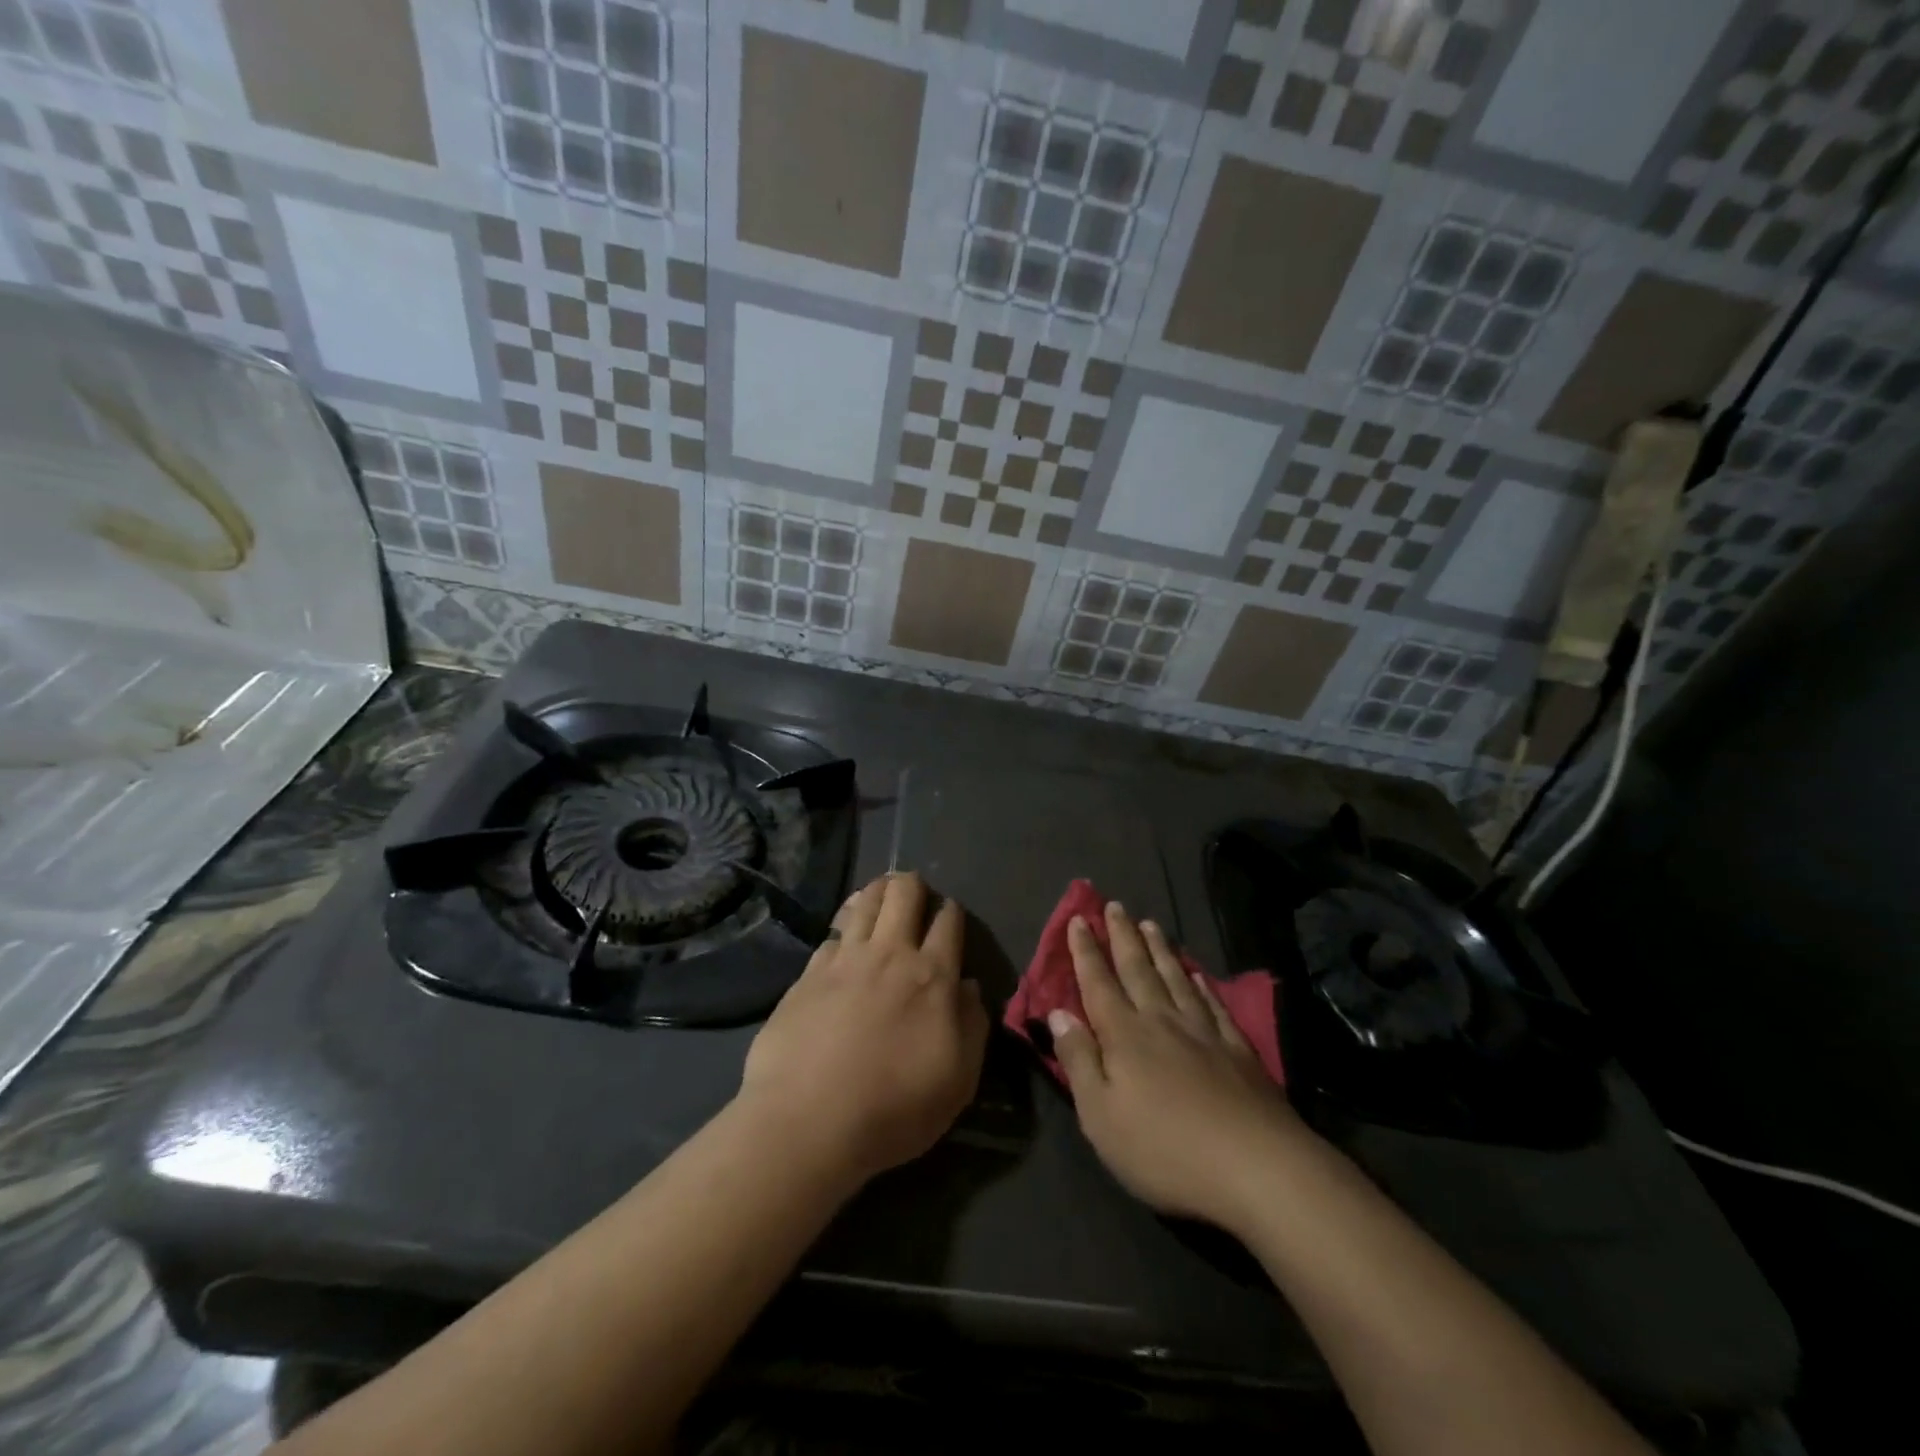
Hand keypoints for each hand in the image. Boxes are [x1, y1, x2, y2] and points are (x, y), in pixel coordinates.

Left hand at [740, 872, 988, 1184]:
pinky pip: (832, 935)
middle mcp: (890, 954)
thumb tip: (968, 988)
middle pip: (904, 893)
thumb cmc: (894, 1108)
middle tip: (915, 896)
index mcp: (932, 976)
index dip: (952, 912)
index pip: (948, 921)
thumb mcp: (958, 1080)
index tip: (950, 916)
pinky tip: (843, 941)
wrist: (807, 1123)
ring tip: (881, 898)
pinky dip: (843, 929)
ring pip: (865, 902)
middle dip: (914, 886)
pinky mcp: (808, 974)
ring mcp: (844, 960)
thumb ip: (972, 1025)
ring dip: (877, 893)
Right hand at [1049, 902, 1301, 1230]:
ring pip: (1175, 978)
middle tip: (1115, 906)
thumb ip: (1079, 1060)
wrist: (1256, 1166)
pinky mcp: (1237, 1050)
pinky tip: (1196, 974)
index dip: (1086, 952)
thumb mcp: (1101, 1115)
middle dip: (1123, 936)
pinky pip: (1212, 1004)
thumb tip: (1059, 1013)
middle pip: (1138, 970)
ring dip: (1159, 950)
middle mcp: (1161, 1021)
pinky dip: (1201, 985)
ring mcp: (1203, 1032)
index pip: (1098, 983)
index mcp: (1124, 1035)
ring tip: (1151, 924)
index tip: (1078, 920)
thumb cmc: (1164, 1149)